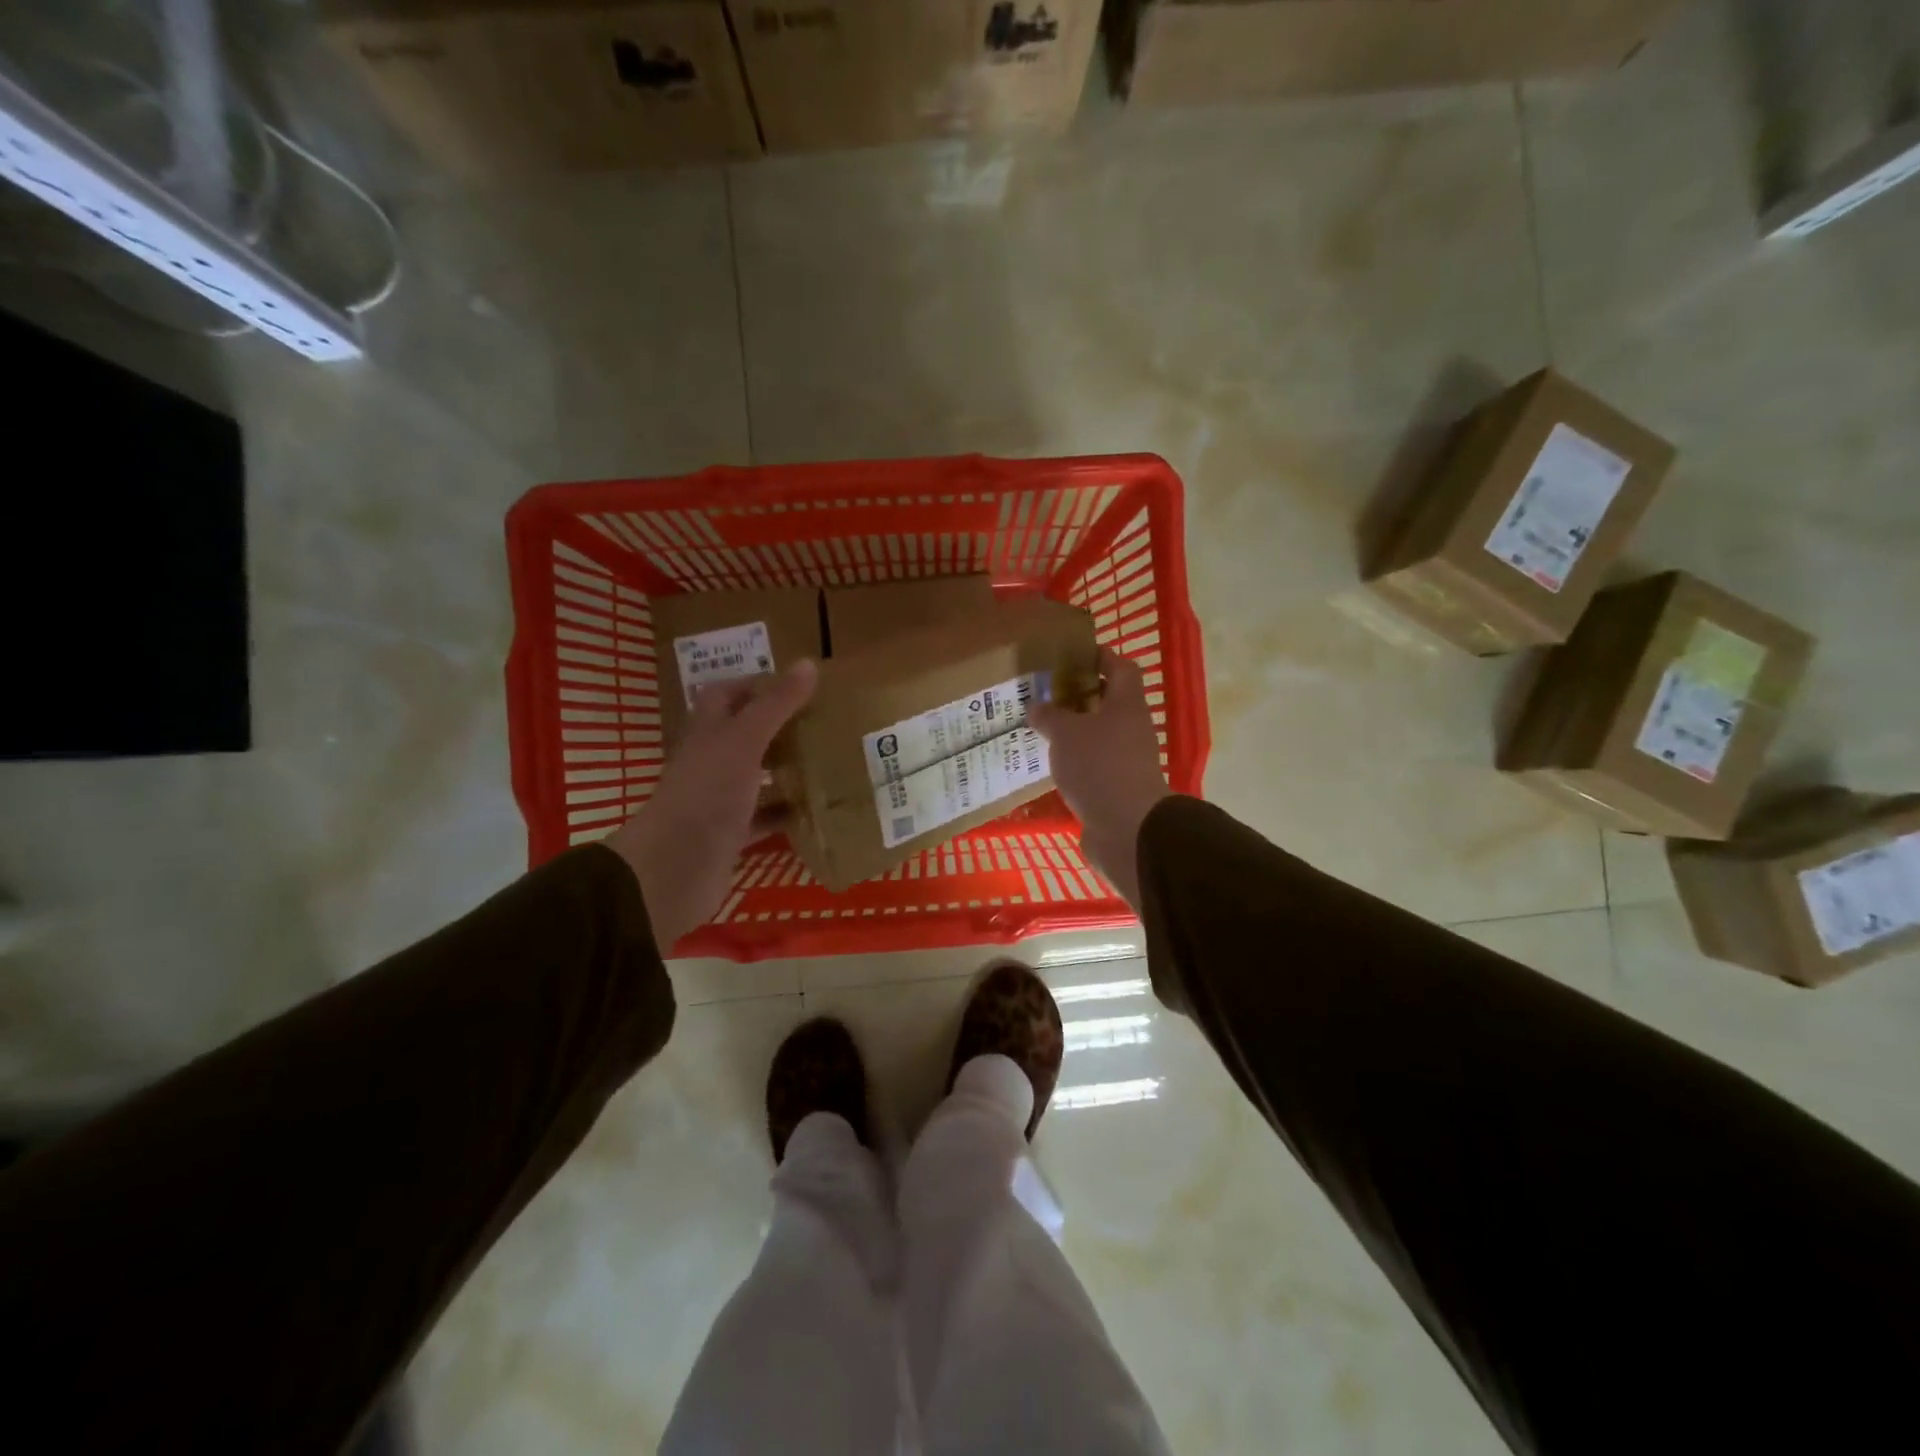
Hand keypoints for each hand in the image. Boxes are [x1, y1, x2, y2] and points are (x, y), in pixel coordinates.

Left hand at [606, 661, 816, 953]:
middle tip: (824, 724)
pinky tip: (816, 811)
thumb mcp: (745, 741)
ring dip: (786, 771)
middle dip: (781, 728)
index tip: (799, 687)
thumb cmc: (707, 795)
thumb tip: (808, 663)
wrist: (674, 869)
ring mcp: (719, 800)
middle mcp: (711, 762)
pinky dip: (786, 814)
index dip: (757, 685)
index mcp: (708, 732)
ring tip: (830, 763)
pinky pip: (763, 818)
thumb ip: (776, 705)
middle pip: (745, 735)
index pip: (726, 694)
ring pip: (757, 777)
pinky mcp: (730, 835)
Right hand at [1030, 647, 1169, 910]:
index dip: (1101, 657)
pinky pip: (1094, 765)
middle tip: (1047, 694)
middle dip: (1080, 696)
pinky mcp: (1117, 788)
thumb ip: (1049, 716)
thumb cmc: (1099, 766)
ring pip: (1099, 736)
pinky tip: (1050, 764)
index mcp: (1126, 705)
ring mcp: (1127, 761)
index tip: (1074, 655)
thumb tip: (1037, 706)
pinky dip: (1075, 761)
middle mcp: (1132, 729)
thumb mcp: (1065, 734)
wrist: (1127, 828)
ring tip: (1042, 729)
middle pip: (1109, 703)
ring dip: (1075, 731)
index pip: (1121, 668)